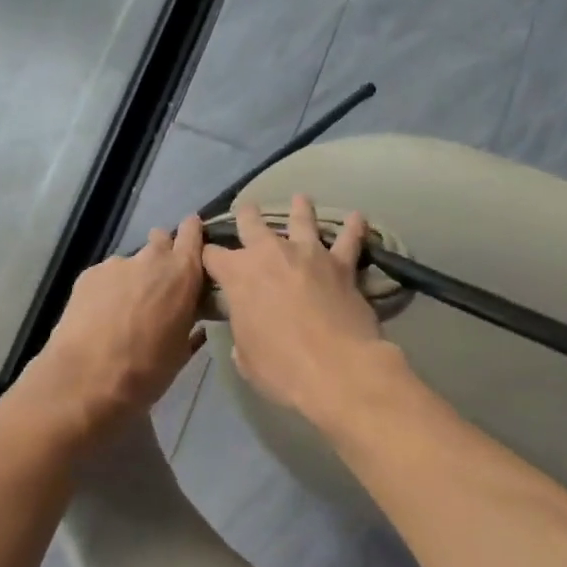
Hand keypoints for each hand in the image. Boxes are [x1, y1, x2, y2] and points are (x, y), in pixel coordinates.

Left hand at [26, 217, 206, 436]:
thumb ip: (190, 325)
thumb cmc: (146, 371)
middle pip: (160, 240)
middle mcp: (150, 259)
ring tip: (126, 308)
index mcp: (182, 274)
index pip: (192, 232)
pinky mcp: (88, 275)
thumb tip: (194, 320)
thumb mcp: (181, 352)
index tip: (195, 244)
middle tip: (161, 285)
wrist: (85, 380)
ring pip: (132, 261)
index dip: (194, 233)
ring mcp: (116, 264)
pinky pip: (107, 275)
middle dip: (163, 254)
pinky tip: (102, 315)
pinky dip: (109, 289)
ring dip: (134, 276)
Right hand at [201, 195, 393, 424]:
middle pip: (252, 223)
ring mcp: (308, 253)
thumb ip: (243, 334)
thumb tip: (246, 332)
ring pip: (302, 219)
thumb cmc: (280, 367)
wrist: (336, 367)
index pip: (211, 255)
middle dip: (246, 216)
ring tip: (300, 198)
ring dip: (300, 208)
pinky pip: (350, 239)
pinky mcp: (342, 264)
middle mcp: (270, 253)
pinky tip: (359, 218)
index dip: (206, 255)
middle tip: (246, 211)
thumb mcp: (246, 357)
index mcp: (238, 274)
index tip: (206, 256)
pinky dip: (355, 228)